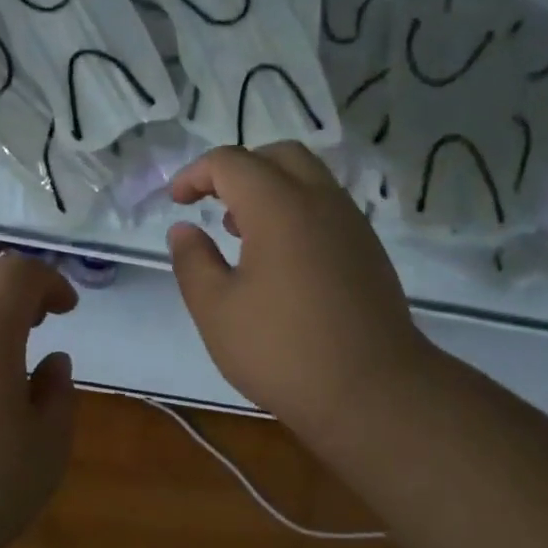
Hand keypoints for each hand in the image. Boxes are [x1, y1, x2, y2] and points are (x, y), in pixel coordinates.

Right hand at [168, 143, 424, 452]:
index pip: (230, 162)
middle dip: (238, 169)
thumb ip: (193, 261)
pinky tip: (280, 259)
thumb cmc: (282, 350)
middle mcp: (320, 201)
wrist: (372, 391)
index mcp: (278, 206)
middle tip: (212, 204)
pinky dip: (296, 210)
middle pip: (277, 155)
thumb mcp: (216, 310)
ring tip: (241, 232)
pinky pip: (327, 207)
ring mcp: (351, 224)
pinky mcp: (368, 250)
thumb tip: (184, 229)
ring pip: (309, 178)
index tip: (176, 202)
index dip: (195, 174)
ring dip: (270, 189)